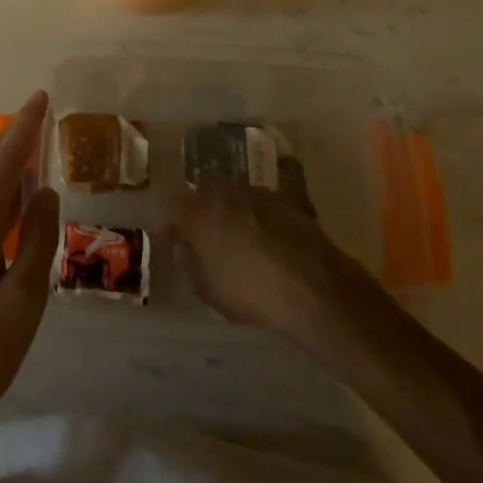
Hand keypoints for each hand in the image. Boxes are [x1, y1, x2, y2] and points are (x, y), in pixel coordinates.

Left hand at [0, 92, 58, 441]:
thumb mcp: (24, 298)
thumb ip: (38, 240)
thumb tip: (45, 191)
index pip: (4, 165)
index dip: (24, 130)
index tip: (40, 98)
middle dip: (9, 139)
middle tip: (36, 117)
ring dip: (0, 165)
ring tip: (27, 154)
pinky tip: (8, 208)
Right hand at [163, 183, 362, 336]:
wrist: (313, 285)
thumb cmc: (249, 290)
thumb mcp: (207, 289)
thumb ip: (189, 262)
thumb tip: (184, 246)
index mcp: (197, 211)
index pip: (170, 205)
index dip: (169, 224)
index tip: (173, 242)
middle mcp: (224, 192)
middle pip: (203, 195)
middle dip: (201, 214)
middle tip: (206, 240)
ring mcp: (258, 193)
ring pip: (235, 197)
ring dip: (232, 214)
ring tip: (240, 241)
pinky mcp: (287, 200)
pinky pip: (262, 206)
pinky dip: (260, 219)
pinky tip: (269, 243)